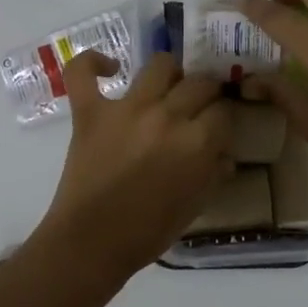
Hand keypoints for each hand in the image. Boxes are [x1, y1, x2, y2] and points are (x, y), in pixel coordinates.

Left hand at [33, 50, 234, 277]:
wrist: (92, 243)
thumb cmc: (148, 232)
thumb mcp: (196, 206)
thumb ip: (214, 174)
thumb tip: (224, 155)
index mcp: (197, 142)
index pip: (224, 112)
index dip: (224, 119)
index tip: (218, 129)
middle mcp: (167, 116)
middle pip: (199, 83)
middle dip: (206, 93)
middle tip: (198, 107)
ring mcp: (126, 109)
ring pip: (159, 65)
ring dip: (170, 73)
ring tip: (167, 87)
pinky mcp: (90, 111)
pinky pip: (83, 72)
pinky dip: (93, 63)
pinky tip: (109, 68)